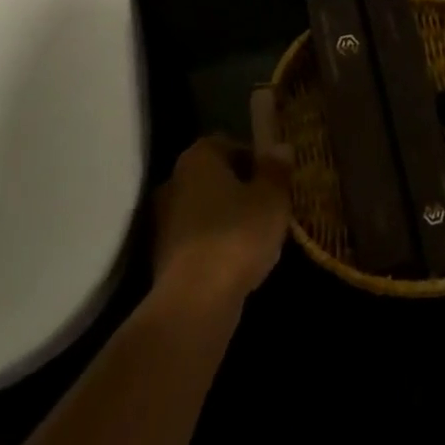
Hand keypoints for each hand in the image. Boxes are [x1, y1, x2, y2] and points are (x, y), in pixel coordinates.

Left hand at [152, 136, 292, 309]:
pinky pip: (198, 237)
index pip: (229, 144)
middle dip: (241, 188)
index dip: (256, 159)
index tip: (276, 178)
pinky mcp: (163, 255)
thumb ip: (276, 170)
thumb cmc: (237, 235)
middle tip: (270, 205)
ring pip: (206, 208)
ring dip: (228, 217)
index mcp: (198, 158)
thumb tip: (280, 147)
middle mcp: (174, 181)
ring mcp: (164, 220)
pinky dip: (216, 243)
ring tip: (259, 235)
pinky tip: (238, 260)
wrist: (194, 300)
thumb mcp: (272, 198)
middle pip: (215, 177)